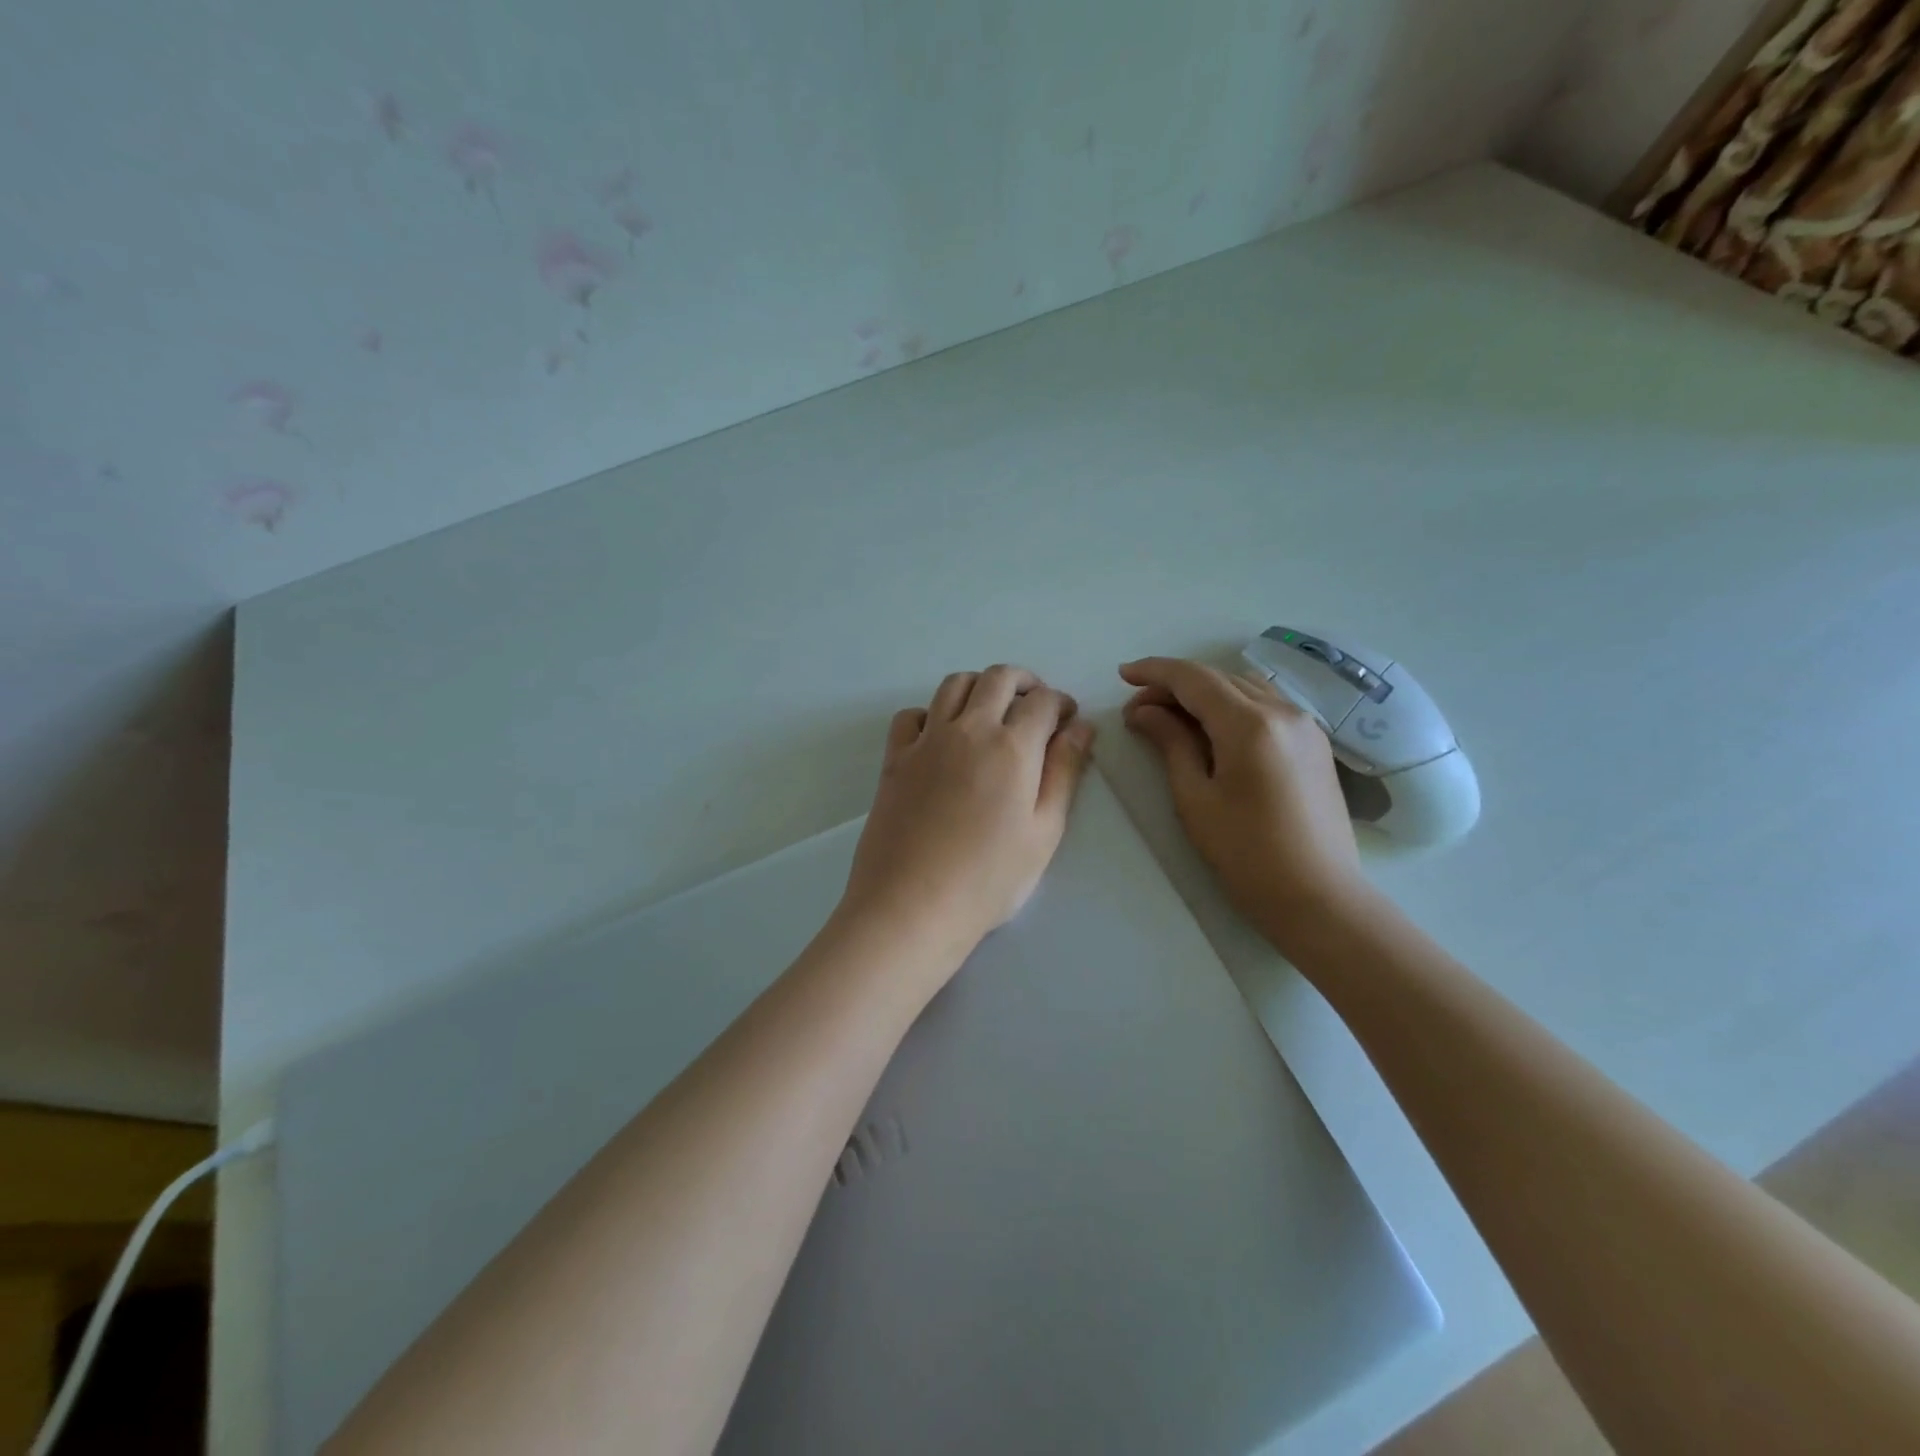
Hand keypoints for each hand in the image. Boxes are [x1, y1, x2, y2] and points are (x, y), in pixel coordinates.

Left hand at [840, 665, 1094, 965]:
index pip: (1043, 701)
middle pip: (998, 678)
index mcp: (1012, 747)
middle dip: (1025, 681)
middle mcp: (967, 729)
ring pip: (953, 684)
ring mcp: (925, 741)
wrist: (911, 906)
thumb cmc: (988, 879)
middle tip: (1036, 704)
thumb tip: (1080, 727)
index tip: (1068, 720)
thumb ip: (1064, 772)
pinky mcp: (894, 759)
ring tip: (992, 711)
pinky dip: (931, 712)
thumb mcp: (1044, 832)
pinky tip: (941, 736)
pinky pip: (911, 715)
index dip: (1062, 703)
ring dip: (980, 686)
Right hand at [1120, 657, 1364, 941]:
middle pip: (1219, 679)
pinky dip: (1232, 705)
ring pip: (1244, 687)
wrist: (1318, 896)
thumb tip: (1143, 711)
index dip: (1154, 671)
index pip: (1194, 678)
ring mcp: (1305, 725)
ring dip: (1205, 693)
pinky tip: (1213, 730)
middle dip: (1175, 686)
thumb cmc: (1246, 853)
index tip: (1122, 675)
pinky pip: (1266, 705)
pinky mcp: (1314, 743)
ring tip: (1172, 719)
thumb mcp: (1196, 798)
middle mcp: (1283, 711)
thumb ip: (1171, 744)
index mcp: (1250, 724)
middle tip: (1138, 710)